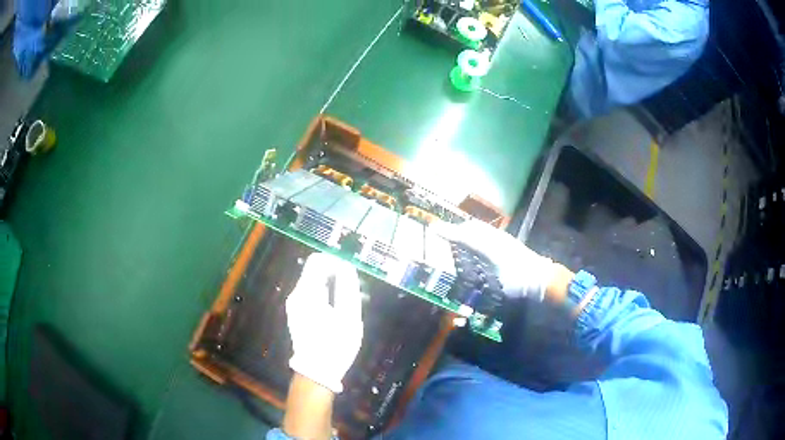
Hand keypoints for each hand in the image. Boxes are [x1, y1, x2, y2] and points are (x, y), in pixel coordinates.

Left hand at [286, 253, 362, 393]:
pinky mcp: (296, 314)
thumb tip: (347, 267)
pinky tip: (337, 312)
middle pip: (315, 271)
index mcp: (307, 293)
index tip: (351, 273)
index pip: (317, 260)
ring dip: (331, 286)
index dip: (336, 261)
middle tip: (354, 291)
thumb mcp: (349, 317)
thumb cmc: (335, 345)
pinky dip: (325, 295)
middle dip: (335, 274)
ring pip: (313, 283)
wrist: (316, 372)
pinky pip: (311, 294)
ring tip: (348, 303)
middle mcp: (296, 295)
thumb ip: (348, 288)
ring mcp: (294, 305)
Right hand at [440, 220, 556, 301]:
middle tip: (442, 232)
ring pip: (480, 228)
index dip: (449, 232)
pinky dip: (475, 232)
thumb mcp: (497, 285)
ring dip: (466, 230)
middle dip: (456, 228)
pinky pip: (486, 231)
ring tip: (455, 236)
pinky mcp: (507, 241)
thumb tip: (461, 296)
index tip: (434, 229)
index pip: (465, 235)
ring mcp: (502, 238)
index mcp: (490, 246)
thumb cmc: (519, 282)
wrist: (541, 278)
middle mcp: (495, 237)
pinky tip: (474, 242)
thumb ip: (480, 287)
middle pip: (472, 227)